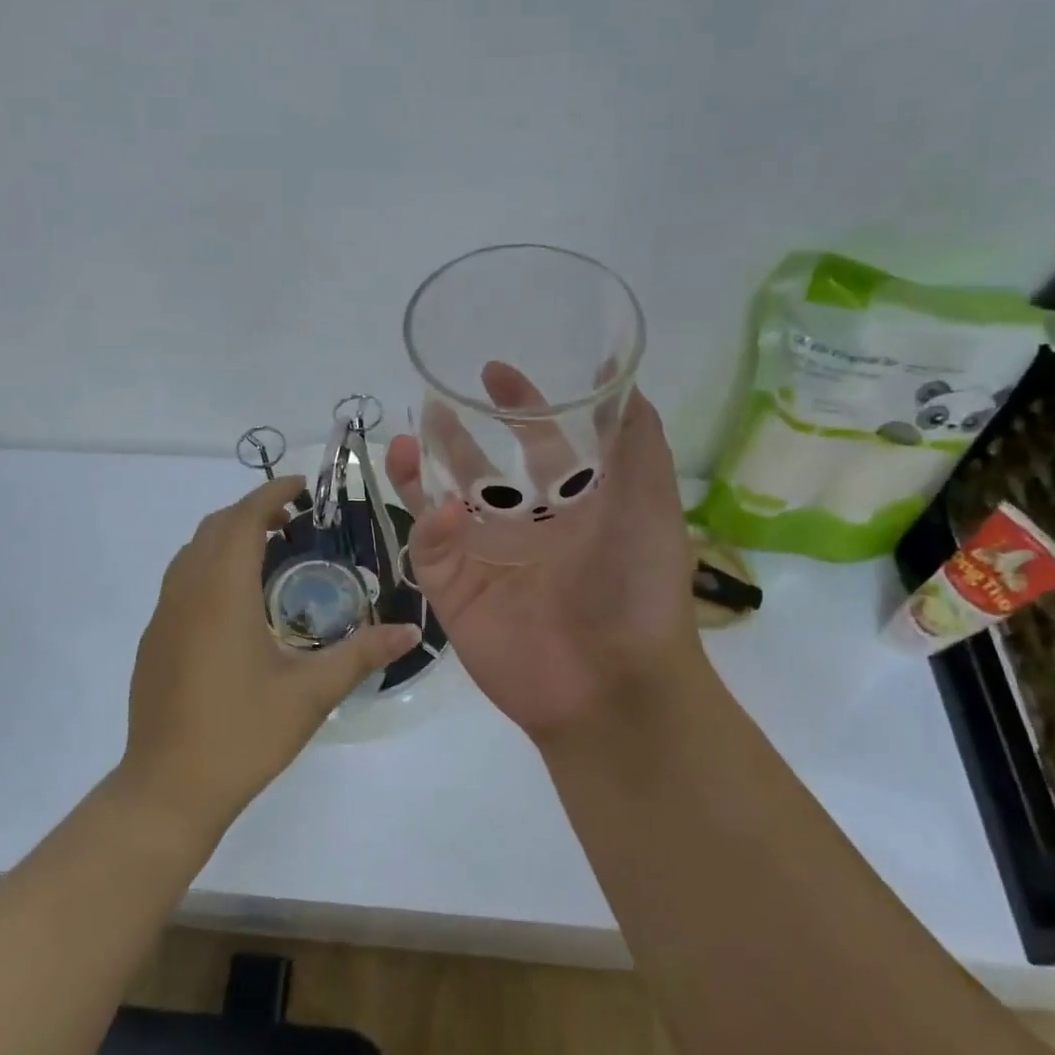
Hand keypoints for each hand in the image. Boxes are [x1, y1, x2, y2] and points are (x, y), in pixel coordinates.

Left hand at [118, 476, 420, 835]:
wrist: (168, 789)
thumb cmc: (243, 734)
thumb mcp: (311, 693)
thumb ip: (362, 654)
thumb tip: (412, 630)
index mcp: (221, 592)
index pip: (243, 518)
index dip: (271, 492)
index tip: (304, 488)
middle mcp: (186, 592)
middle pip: (215, 527)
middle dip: (252, 511)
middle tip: (294, 522)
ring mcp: (163, 616)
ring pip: (193, 552)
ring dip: (228, 538)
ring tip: (269, 555)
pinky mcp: (154, 641)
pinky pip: (181, 581)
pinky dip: (210, 566)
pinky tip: (237, 605)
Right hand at [386, 376, 702, 741]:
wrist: (614, 685)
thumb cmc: (636, 585)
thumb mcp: (649, 498)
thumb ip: (634, 434)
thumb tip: (614, 369)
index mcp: (571, 505)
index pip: (537, 444)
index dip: (518, 406)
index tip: (493, 372)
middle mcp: (525, 528)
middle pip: (478, 470)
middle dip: (455, 436)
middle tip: (434, 402)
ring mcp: (486, 560)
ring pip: (440, 504)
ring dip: (421, 472)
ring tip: (405, 442)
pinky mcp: (455, 593)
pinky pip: (433, 549)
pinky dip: (431, 526)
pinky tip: (442, 512)